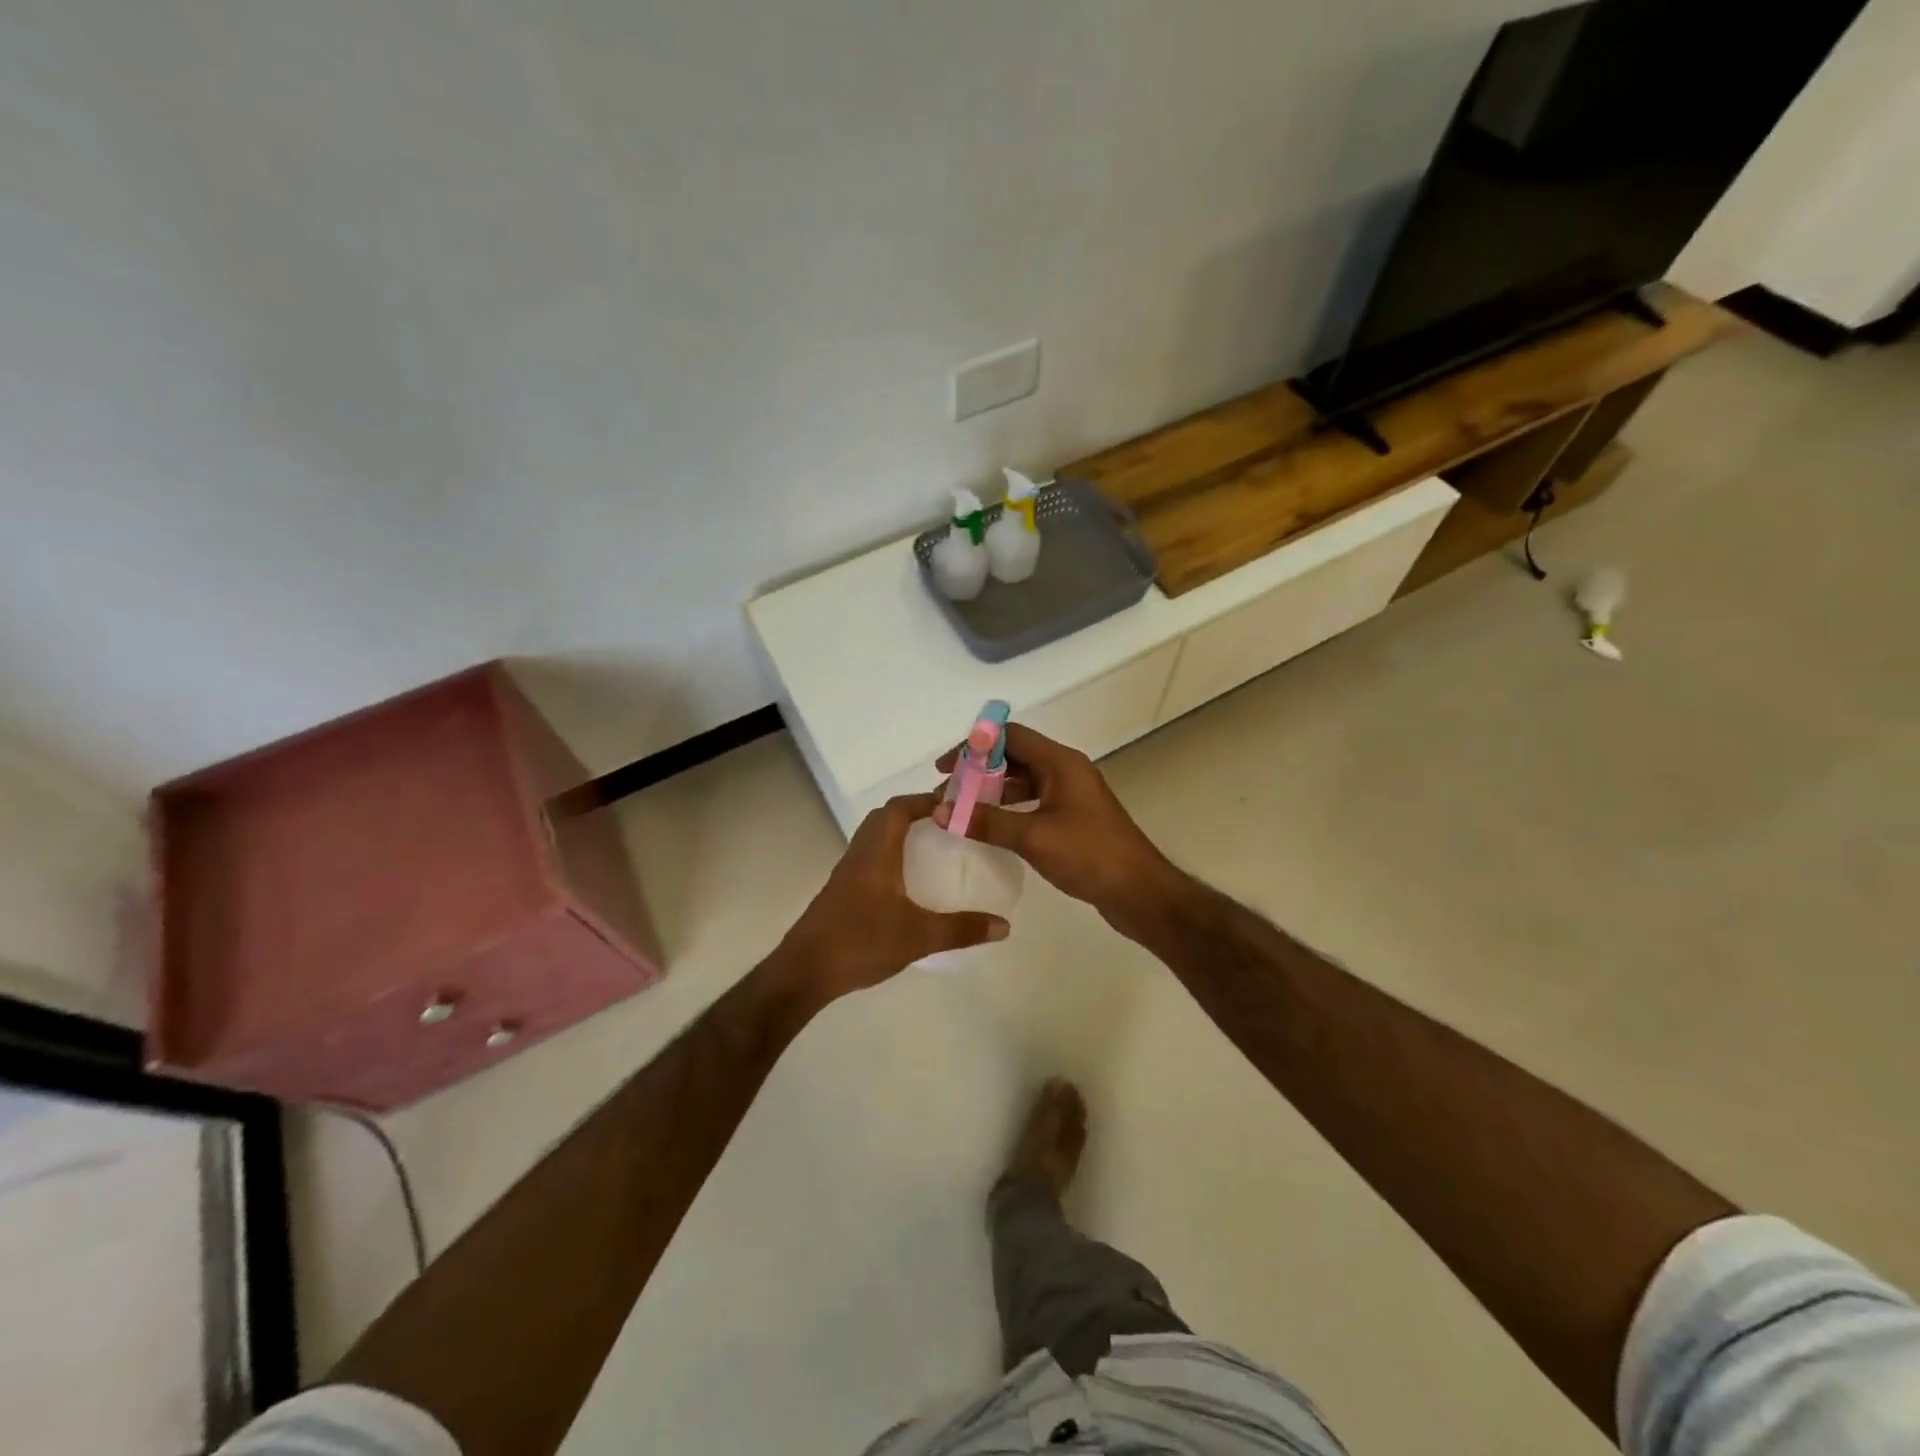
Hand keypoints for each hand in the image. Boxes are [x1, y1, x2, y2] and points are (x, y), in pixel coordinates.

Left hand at [777, 792, 1009, 1006]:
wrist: (805, 972)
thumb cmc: (861, 942)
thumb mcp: (918, 937)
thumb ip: (962, 929)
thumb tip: (1005, 925)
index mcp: (876, 852)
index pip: (899, 808)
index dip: (925, 800)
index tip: (956, 805)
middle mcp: (859, 854)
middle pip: (885, 818)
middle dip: (915, 813)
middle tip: (947, 824)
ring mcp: (847, 873)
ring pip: (874, 838)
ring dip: (900, 834)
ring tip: (933, 848)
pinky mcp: (842, 892)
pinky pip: (869, 858)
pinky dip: (890, 856)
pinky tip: (908, 882)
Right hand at [934, 724, 1182, 935]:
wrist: (1138, 891)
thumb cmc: (1088, 855)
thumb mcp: (1033, 836)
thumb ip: (986, 821)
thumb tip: (941, 812)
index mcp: (1060, 763)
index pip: (1011, 736)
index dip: (975, 746)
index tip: (946, 767)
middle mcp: (1066, 771)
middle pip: (1015, 757)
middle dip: (979, 771)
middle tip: (946, 792)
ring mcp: (1070, 796)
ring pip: (1023, 781)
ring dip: (991, 791)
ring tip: (959, 810)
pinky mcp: (1072, 819)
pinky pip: (1032, 803)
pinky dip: (1008, 809)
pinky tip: (988, 826)